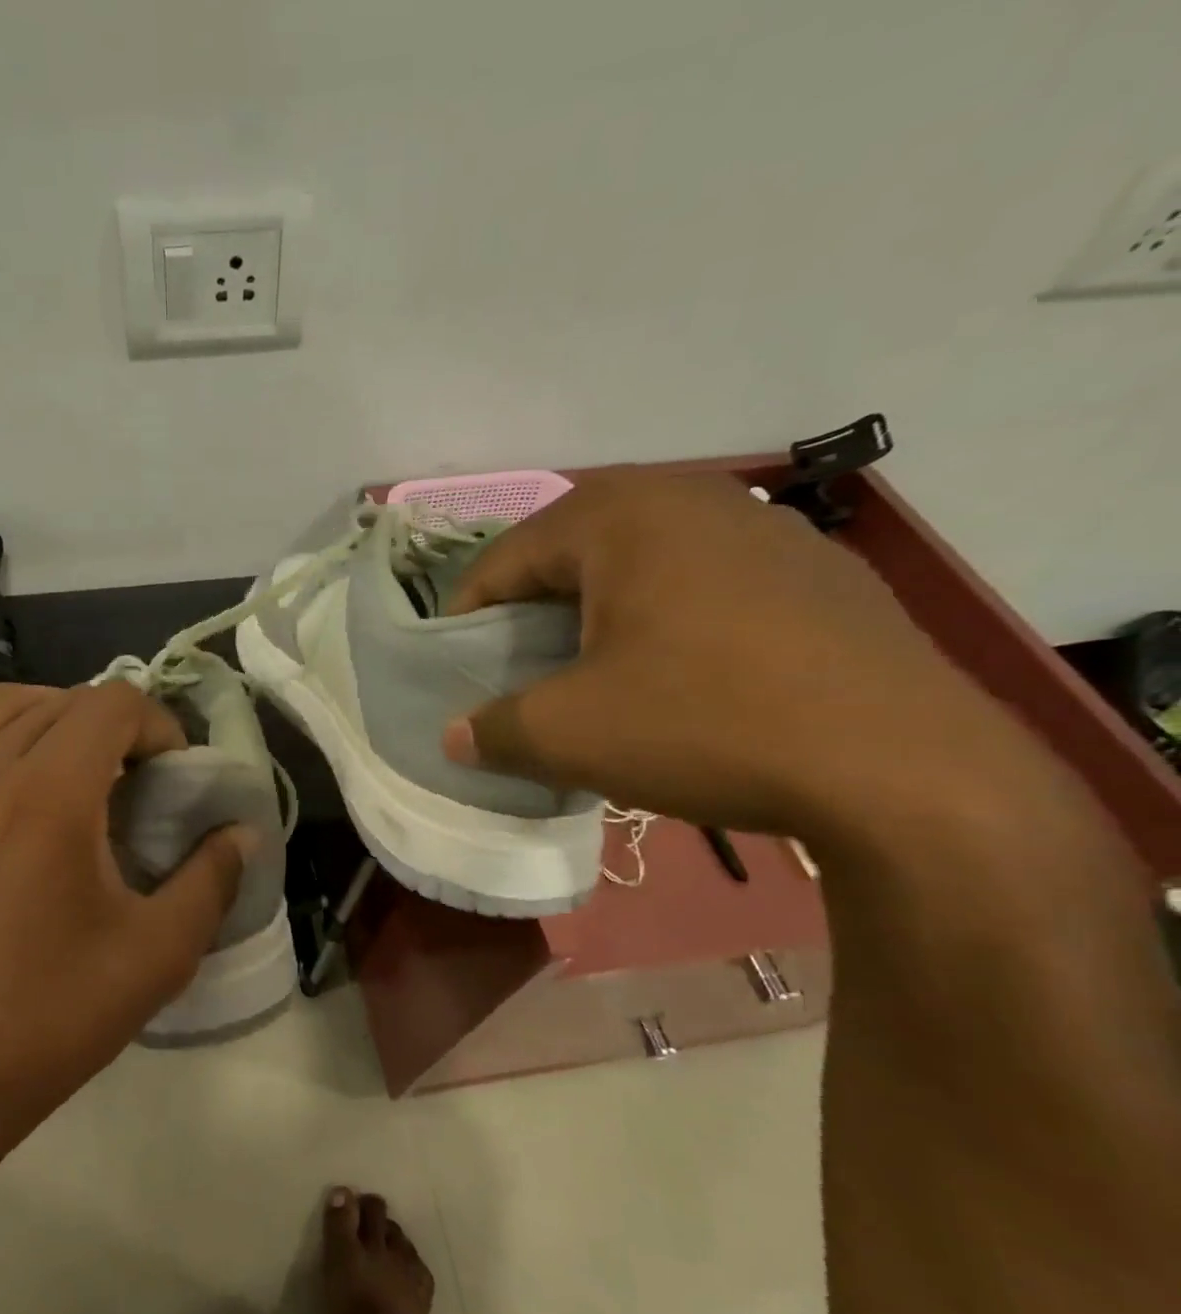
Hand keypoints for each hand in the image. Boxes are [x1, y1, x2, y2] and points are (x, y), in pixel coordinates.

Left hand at [0, 681, 249, 1122]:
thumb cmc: (56, 1011)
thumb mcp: (160, 950)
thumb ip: (213, 877)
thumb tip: (242, 832)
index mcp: (48, 795)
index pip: (113, 703)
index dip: (158, 725)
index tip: (172, 775)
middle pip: (64, 699)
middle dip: (115, 725)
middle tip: (136, 780)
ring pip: (6, 708)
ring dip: (58, 721)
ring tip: (82, 773)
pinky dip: (7, 744)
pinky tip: (22, 800)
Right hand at [441, 470, 1024, 837]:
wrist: (906, 768)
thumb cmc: (704, 723)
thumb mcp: (570, 735)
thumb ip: (493, 729)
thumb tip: (455, 736)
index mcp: (618, 516)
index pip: (504, 559)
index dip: (466, 618)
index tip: (455, 670)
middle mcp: (690, 498)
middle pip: (570, 553)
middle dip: (532, 611)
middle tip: (518, 669)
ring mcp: (765, 528)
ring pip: (640, 565)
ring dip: (598, 613)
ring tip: (592, 673)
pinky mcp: (817, 571)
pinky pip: (705, 583)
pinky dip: (666, 620)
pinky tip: (678, 676)